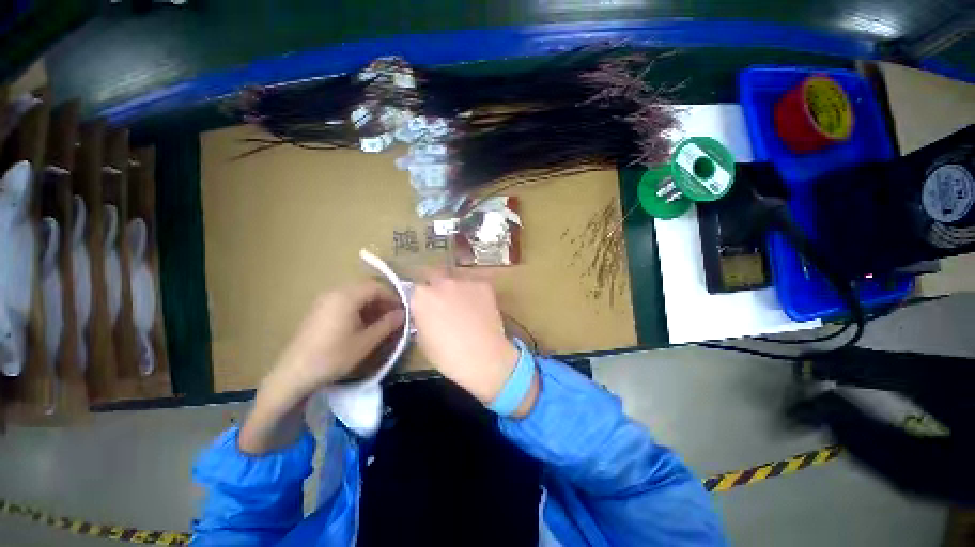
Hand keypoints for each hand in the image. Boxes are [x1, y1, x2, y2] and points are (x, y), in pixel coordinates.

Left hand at [269, 280, 404, 400]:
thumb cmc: (333, 356)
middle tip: (392, 317)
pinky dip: (357, 308)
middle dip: (382, 301)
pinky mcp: (318, 309)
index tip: (402, 312)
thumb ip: (387, 324)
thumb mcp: (366, 342)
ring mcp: (324, 300)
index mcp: (347, 296)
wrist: (294, 373)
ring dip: (370, 305)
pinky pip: (343, 301)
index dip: (392, 297)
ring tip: (378, 323)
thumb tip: (403, 314)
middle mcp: (334, 292)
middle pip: (365, 288)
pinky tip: (360, 325)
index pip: (377, 287)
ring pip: (355, 295)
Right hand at [411, 270, 536, 415]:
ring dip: (456, 290)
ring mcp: (464, 281)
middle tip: (443, 304)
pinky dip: (475, 294)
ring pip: (457, 280)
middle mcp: (441, 282)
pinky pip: (475, 286)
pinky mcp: (483, 285)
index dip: (420, 298)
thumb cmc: (447, 355)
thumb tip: (427, 313)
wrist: (483, 356)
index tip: (425, 307)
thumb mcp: (422, 339)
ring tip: (465, 308)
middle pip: (435, 276)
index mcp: (421, 296)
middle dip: (436, 287)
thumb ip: (422, 318)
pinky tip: (480, 309)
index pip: (415, 288)